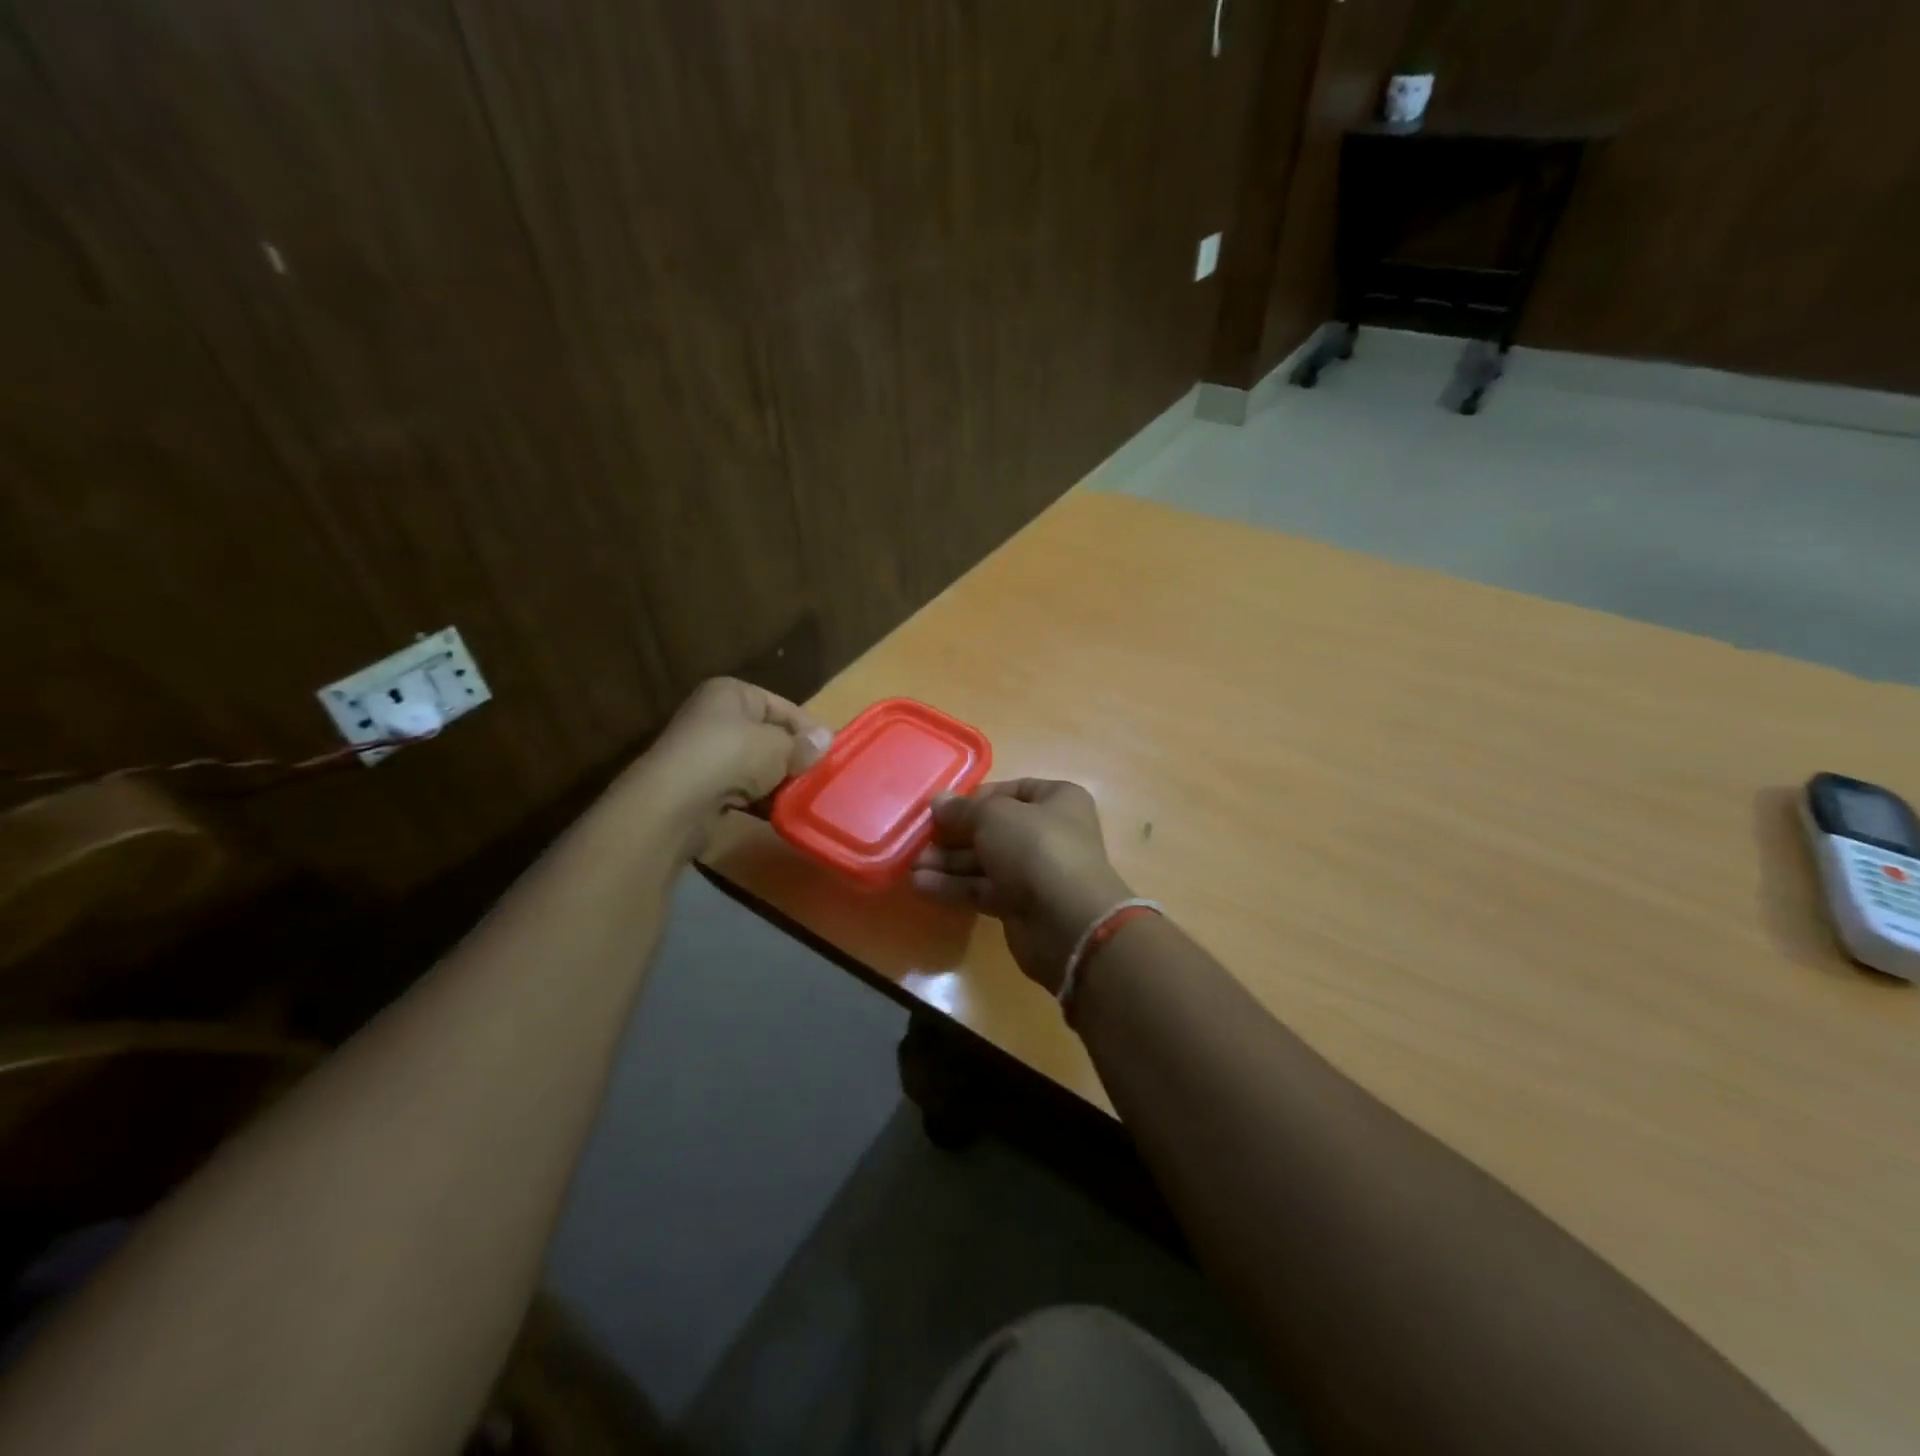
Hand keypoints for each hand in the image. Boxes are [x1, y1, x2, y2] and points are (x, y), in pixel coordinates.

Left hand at [631, 678, 831, 854]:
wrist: (674, 803)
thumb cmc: (731, 757)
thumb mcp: (778, 747)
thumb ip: (803, 745)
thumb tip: (826, 740)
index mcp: (731, 693)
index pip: (782, 706)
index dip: (808, 729)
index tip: (831, 752)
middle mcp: (714, 717)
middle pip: (767, 736)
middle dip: (792, 757)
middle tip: (820, 777)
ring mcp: (704, 753)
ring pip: (754, 765)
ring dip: (776, 781)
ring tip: (803, 797)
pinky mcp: (699, 787)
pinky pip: (739, 789)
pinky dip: (758, 799)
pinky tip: (778, 812)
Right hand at [911, 779, 1132, 993]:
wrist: (1068, 921)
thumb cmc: (1036, 849)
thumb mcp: (994, 817)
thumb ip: (963, 810)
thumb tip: (938, 802)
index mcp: (1056, 800)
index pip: (1010, 791)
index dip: (975, 799)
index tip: (942, 808)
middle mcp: (1049, 832)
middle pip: (993, 829)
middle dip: (954, 835)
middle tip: (918, 839)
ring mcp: (1036, 872)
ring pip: (985, 861)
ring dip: (948, 862)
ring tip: (911, 865)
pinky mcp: (1021, 906)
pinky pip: (983, 889)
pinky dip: (954, 887)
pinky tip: (921, 886)